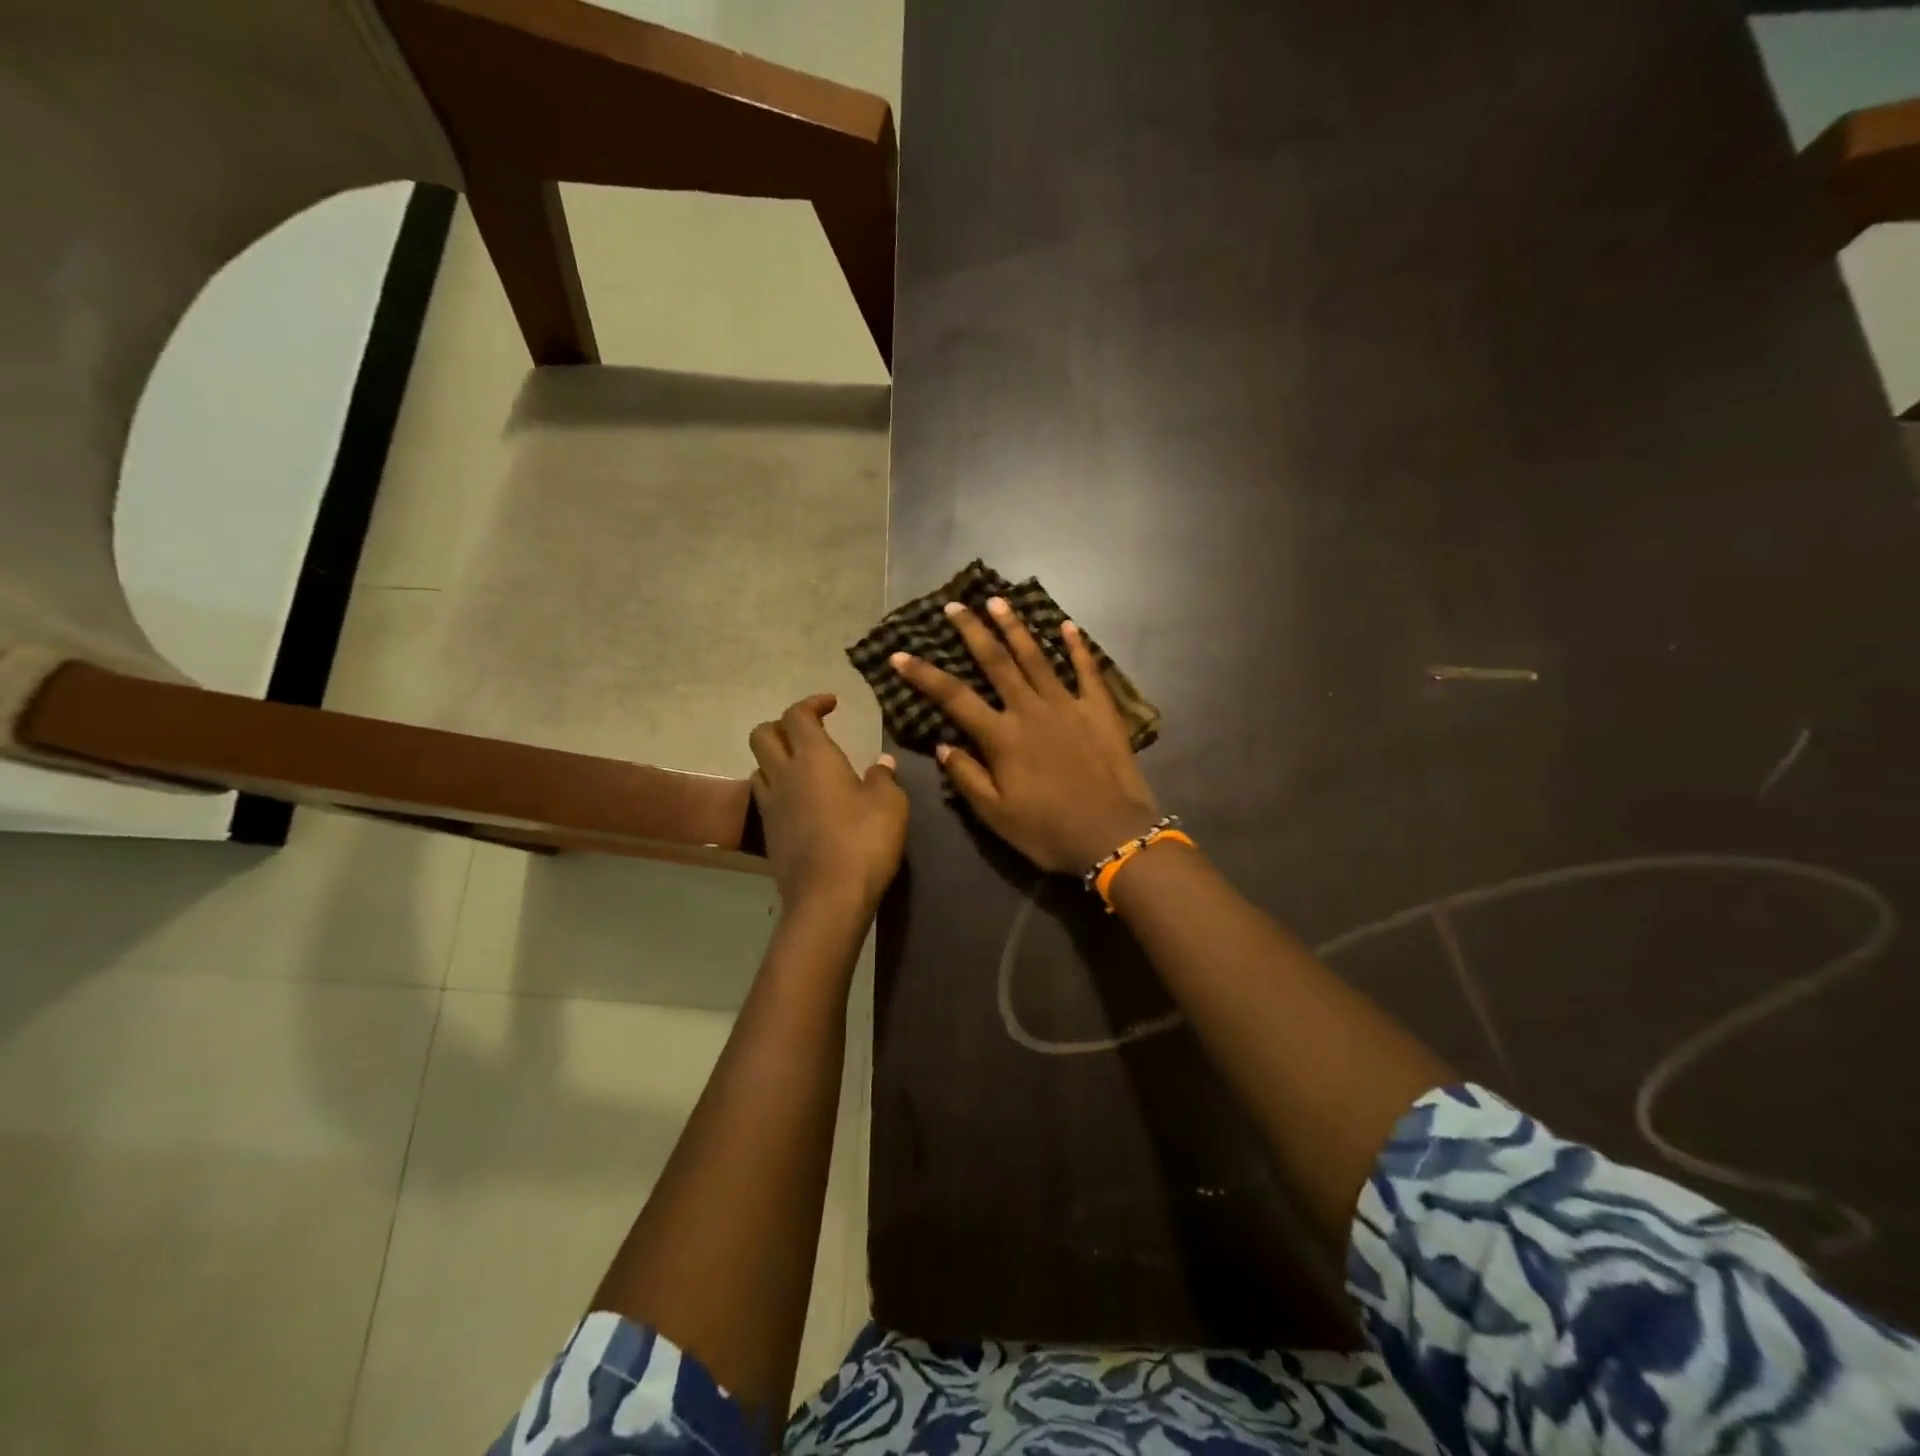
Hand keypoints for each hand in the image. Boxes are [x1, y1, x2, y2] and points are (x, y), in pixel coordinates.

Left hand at [749, 694, 907, 915]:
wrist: (828, 898)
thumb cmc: (864, 841)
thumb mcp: (890, 804)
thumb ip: (883, 777)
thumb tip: (881, 762)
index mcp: (814, 757)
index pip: (797, 715)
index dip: (812, 703)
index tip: (833, 705)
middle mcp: (784, 774)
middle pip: (763, 734)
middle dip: (783, 725)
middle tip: (811, 733)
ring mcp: (771, 805)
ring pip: (759, 766)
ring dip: (777, 759)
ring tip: (805, 768)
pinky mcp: (769, 834)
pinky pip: (766, 797)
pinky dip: (780, 789)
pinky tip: (803, 803)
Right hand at [889, 599, 1161, 873]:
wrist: (1113, 836)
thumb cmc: (1048, 831)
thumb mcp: (996, 815)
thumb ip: (967, 777)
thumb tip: (943, 745)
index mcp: (1002, 738)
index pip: (954, 697)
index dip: (924, 675)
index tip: (899, 655)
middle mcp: (1031, 711)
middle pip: (996, 662)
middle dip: (972, 631)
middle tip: (955, 605)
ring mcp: (1068, 706)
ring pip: (1037, 657)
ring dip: (1015, 628)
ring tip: (998, 601)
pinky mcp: (1100, 710)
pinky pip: (1087, 670)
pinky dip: (1077, 646)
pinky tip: (1066, 626)